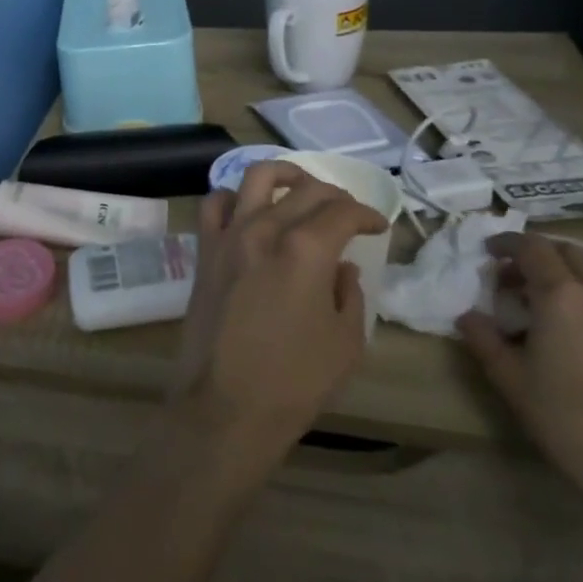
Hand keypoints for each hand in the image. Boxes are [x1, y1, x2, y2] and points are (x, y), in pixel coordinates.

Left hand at [170, 162, 386, 480]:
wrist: (226, 405)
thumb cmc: (295, 381)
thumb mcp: (346, 342)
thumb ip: (349, 293)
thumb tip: (342, 266)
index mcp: (305, 249)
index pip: (342, 211)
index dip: (366, 213)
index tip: (377, 225)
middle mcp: (264, 228)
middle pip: (304, 189)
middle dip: (334, 194)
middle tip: (348, 212)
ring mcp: (229, 235)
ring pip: (255, 178)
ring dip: (284, 175)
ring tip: (300, 189)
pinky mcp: (205, 250)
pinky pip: (214, 203)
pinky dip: (234, 196)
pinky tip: (248, 210)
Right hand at [456, 233, 582, 514]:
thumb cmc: (568, 420)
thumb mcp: (510, 379)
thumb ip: (483, 338)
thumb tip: (468, 315)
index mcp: (561, 293)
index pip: (531, 247)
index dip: (506, 243)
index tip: (488, 253)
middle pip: (567, 253)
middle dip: (537, 257)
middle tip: (513, 280)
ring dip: (566, 277)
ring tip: (546, 307)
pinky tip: (580, 334)